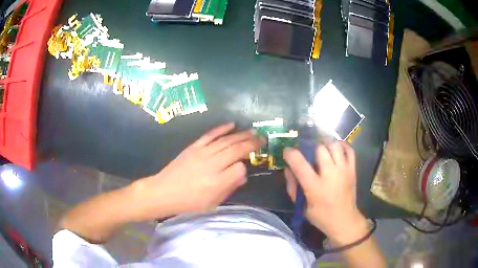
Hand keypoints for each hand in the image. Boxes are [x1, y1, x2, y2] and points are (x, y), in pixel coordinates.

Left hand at [131, 122, 260, 220]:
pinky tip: (231, 125)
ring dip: (241, 134)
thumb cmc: (189, 202)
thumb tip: (243, 174)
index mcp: (217, 182)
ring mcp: (202, 153)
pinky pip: (210, 135)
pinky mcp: (193, 147)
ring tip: (253, 131)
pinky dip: (221, 129)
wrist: (164, 191)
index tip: (247, 166)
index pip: (239, 168)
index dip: (246, 166)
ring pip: (226, 140)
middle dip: (251, 143)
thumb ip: (229, 187)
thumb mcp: (212, 202)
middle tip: (263, 138)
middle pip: (236, 149)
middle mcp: (212, 164)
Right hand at [283, 142, 367, 244]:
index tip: (287, 151)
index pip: (300, 163)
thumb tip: (288, 169)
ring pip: (335, 145)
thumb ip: (293, 187)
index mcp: (315, 187)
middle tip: (308, 152)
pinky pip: (349, 150)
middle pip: (320, 149)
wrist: (345, 220)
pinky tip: (336, 149)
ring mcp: (344, 170)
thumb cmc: (321, 216)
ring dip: (326, 145)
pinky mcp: (353, 170)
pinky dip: (342, 145)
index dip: (291, 153)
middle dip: (311, 147)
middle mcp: (330, 175)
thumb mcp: (302, 206)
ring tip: (321, 149)